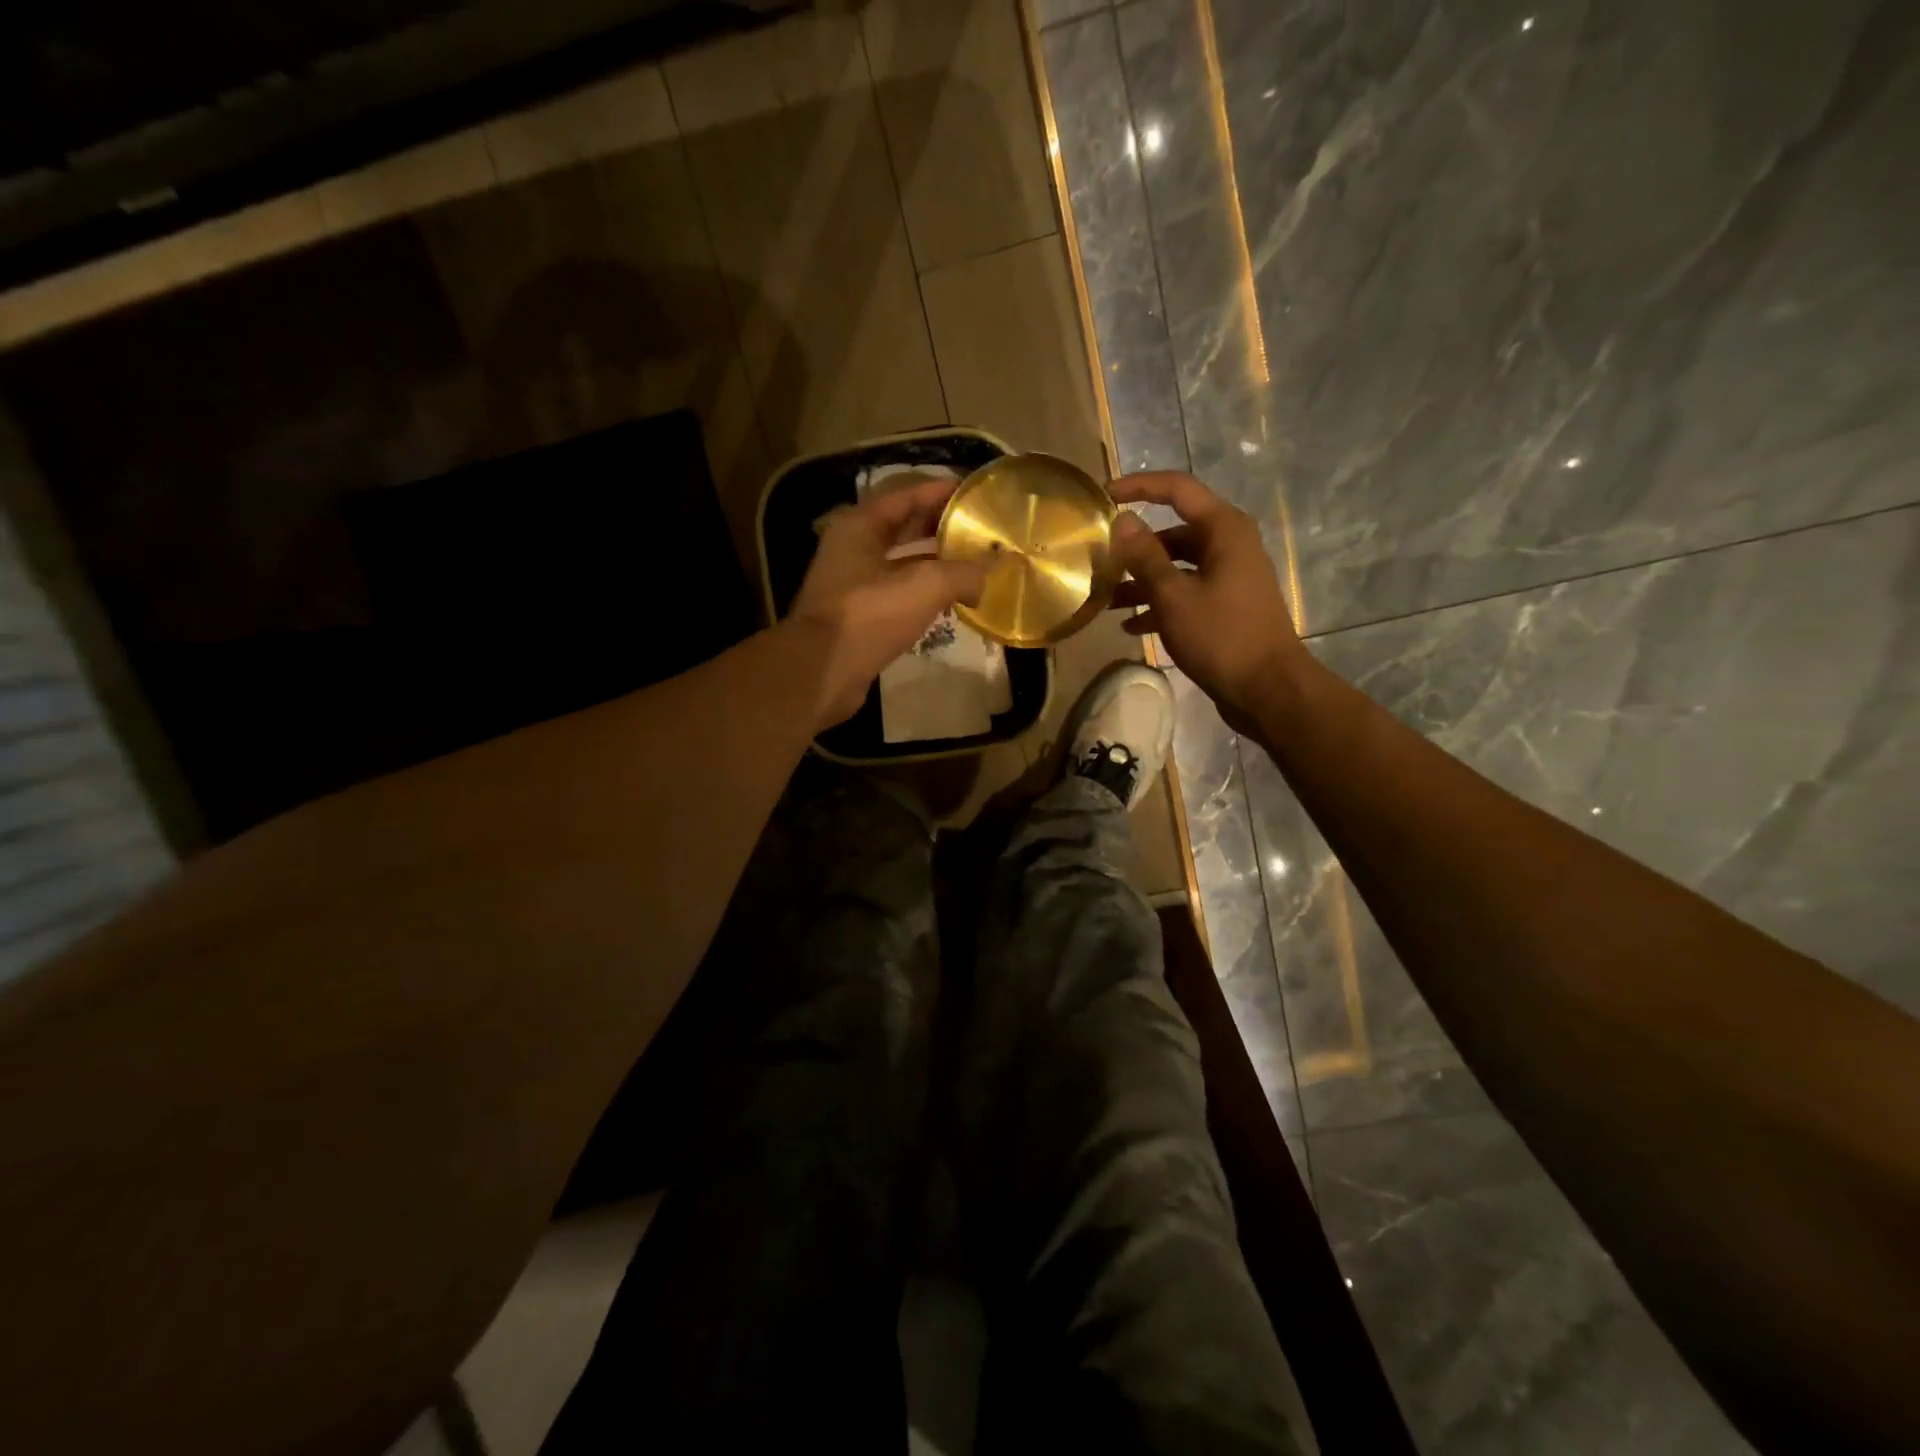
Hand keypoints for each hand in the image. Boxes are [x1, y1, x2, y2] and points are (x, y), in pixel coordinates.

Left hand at [783, 474, 988, 727]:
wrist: (822, 672)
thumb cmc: (868, 616)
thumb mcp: (924, 586)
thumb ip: (965, 572)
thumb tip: (995, 569)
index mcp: (860, 526)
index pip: (906, 495)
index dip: (940, 491)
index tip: (974, 492)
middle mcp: (853, 548)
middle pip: (904, 528)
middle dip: (941, 527)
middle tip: (980, 529)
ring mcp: (853, 583)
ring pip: (902, 563)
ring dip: (936, 562)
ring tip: (974, 563)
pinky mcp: (860, 615)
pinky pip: (899, 593)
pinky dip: (924, 592)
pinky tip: (951, 600)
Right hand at [1108, 471, 1306, 734]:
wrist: (1267, 689)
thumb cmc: (1220, 636)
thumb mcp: (1173, 596)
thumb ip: (1145, 557)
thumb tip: (1123, 521)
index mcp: (1223, 529)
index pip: (1177, 489)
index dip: (1139, 486)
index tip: (1104, 495)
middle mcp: (1229, 545)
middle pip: (1173, 532)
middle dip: (1135, 547)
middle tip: (1099, 561)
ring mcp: (1229, 576)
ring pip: (1177, 566)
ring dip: (1142, 580)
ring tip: (1106, 599)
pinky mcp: (1226, 605)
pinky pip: (1186, 592)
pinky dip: (1159, 603)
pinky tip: (1130, 625)